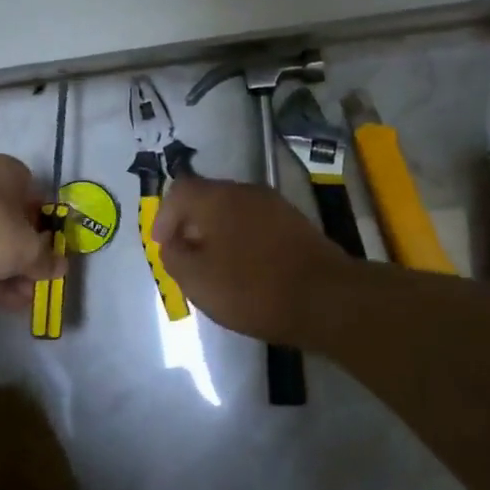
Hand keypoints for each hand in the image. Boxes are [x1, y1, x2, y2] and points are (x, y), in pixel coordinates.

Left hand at [0, 153, 63, 310]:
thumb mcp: (27, 247)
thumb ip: (46, 259)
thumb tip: (59, 266)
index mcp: (6, 172)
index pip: (35, 194)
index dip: (47, 224)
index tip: (54, 251)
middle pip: (11, 221)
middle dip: (27, 255)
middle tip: (40, 282)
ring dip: (8, 272)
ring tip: (26, 301)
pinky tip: (6, 303)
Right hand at [153, 176, 355, 348]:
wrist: (327, 298)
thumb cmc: (252, 288)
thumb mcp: (197, 280)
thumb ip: (174, 257)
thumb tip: (172, 244)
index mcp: (216, 198)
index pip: (179, 192)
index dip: (164, 217)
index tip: (163, 246)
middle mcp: (244, 191)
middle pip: (207, 199)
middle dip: (191, 225)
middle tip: (186, 257)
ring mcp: (274, 204)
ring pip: (233, 211)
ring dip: (218, 233)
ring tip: (215, 266)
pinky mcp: (295, 223)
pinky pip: (255, 224)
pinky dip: (242, 240)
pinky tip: (246, 268)